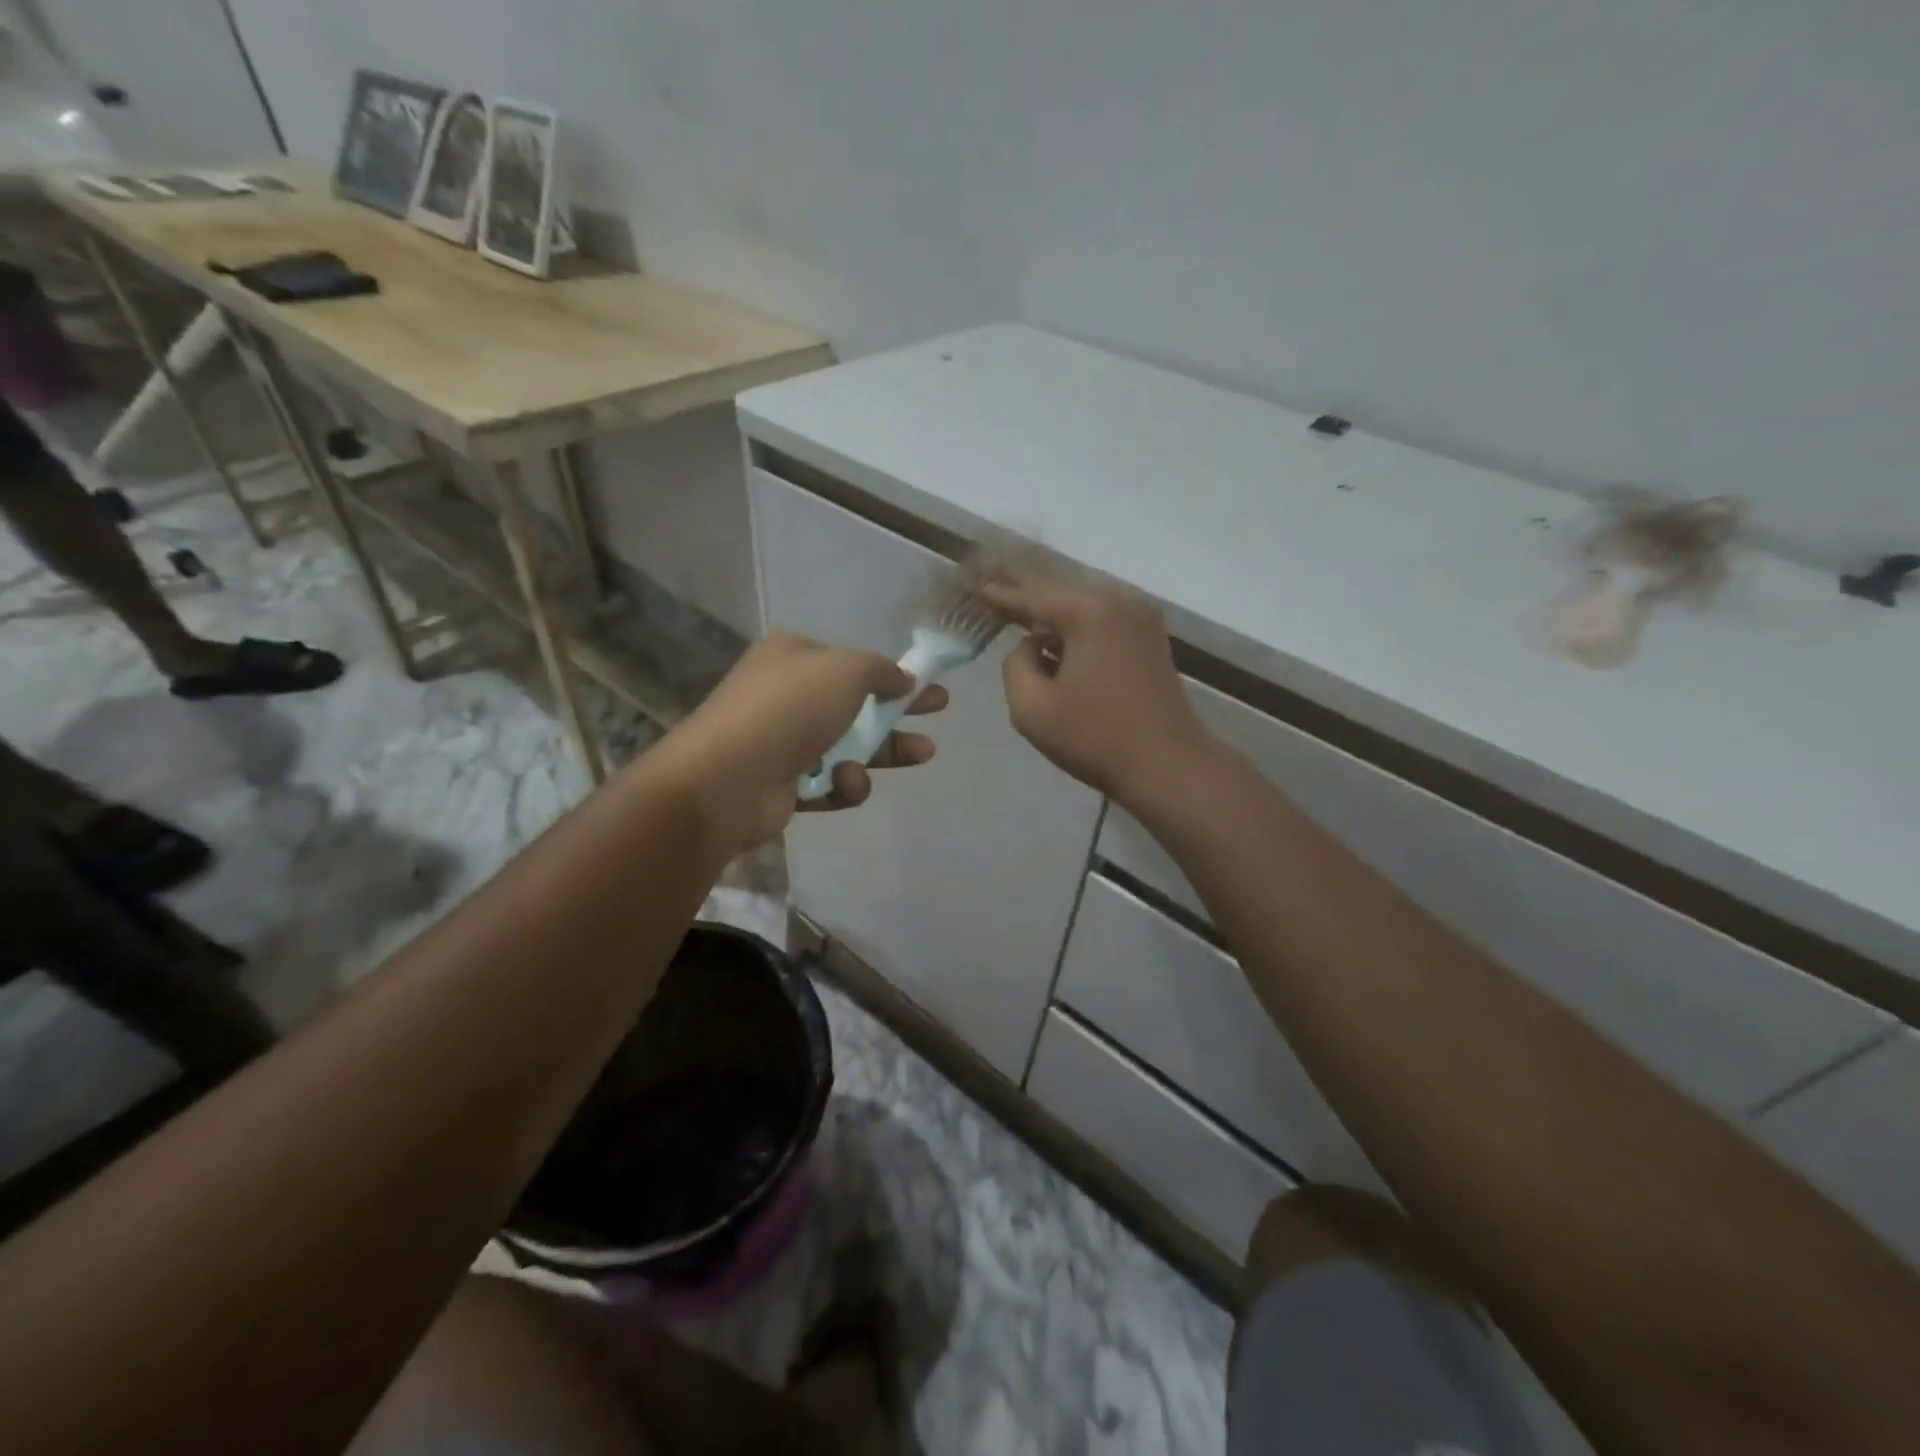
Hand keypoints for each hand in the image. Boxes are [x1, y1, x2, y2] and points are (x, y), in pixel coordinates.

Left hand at [655, 632, 945, 858]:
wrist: (729, 778)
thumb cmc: (791, 709)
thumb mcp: (846, 671)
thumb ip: (881, 671)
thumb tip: (902, 678)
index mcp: (793, 657)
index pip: (849, 663)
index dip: (891, 673)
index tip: (927, 684)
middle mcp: (786, 696)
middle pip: (855, 705)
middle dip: (899, 713)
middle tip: (938, 716)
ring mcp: (782, 742)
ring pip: (847, 748)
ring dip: (881, 754)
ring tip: (919, 755)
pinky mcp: (783, 786)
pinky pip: (829, 783)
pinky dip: (844, 785)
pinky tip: (847, 784)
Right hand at [981, 573, 1210, 805]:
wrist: (1168, 767)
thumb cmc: (1095, 738)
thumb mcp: (1032, 708)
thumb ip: (1015, 664)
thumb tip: (1031, 646)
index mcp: (1089, 612)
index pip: (1032, 596)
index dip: (1000, 593)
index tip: (974, 585)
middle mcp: (1118, 601)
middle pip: (1059, 591)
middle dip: (1024, 588)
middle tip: (990, 575)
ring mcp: (1139, 618)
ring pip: (1081, 604)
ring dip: (1050, 608)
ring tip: (1015, 601)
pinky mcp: (1149, 638)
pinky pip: (1100, 620)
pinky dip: (1074, 624)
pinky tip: (1053, 632)